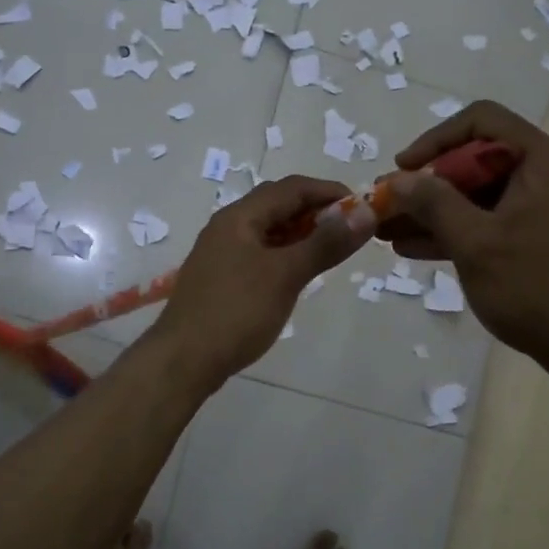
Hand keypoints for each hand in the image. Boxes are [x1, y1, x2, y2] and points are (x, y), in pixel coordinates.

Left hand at [150, 176, 373, 391]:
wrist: (182, 360)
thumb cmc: (236, 312)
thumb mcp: (286, 275)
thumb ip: (325, 243)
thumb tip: (366, 211)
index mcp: (240, 216)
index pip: (292, 187)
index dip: (329, 192)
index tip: (363, 208)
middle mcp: (228, 226)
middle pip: (278, 205)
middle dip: (317, 212)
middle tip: (351, 232)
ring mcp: (221, 252)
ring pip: (269, 230)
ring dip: (301, 234)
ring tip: (332, 252)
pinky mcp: (221, 277)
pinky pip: (260, 253)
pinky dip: (285, 254)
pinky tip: (299, 273)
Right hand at [381, 102, 548, 375]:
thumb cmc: (535, 287)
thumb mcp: (475, 242)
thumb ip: (433, 203)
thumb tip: (397, 179)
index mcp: (544, 160)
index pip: (482, 121)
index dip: (435, 140)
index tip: (403, 169)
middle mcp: (548, 174)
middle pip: (476, 160)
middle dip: (427, 185)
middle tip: (387, 206)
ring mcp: (545, 208)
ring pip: (478, 195)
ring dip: (434, 211)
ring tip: (386, 231)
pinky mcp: (539, 237)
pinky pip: (490, 221)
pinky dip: (456, 231)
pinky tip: (412, 248)